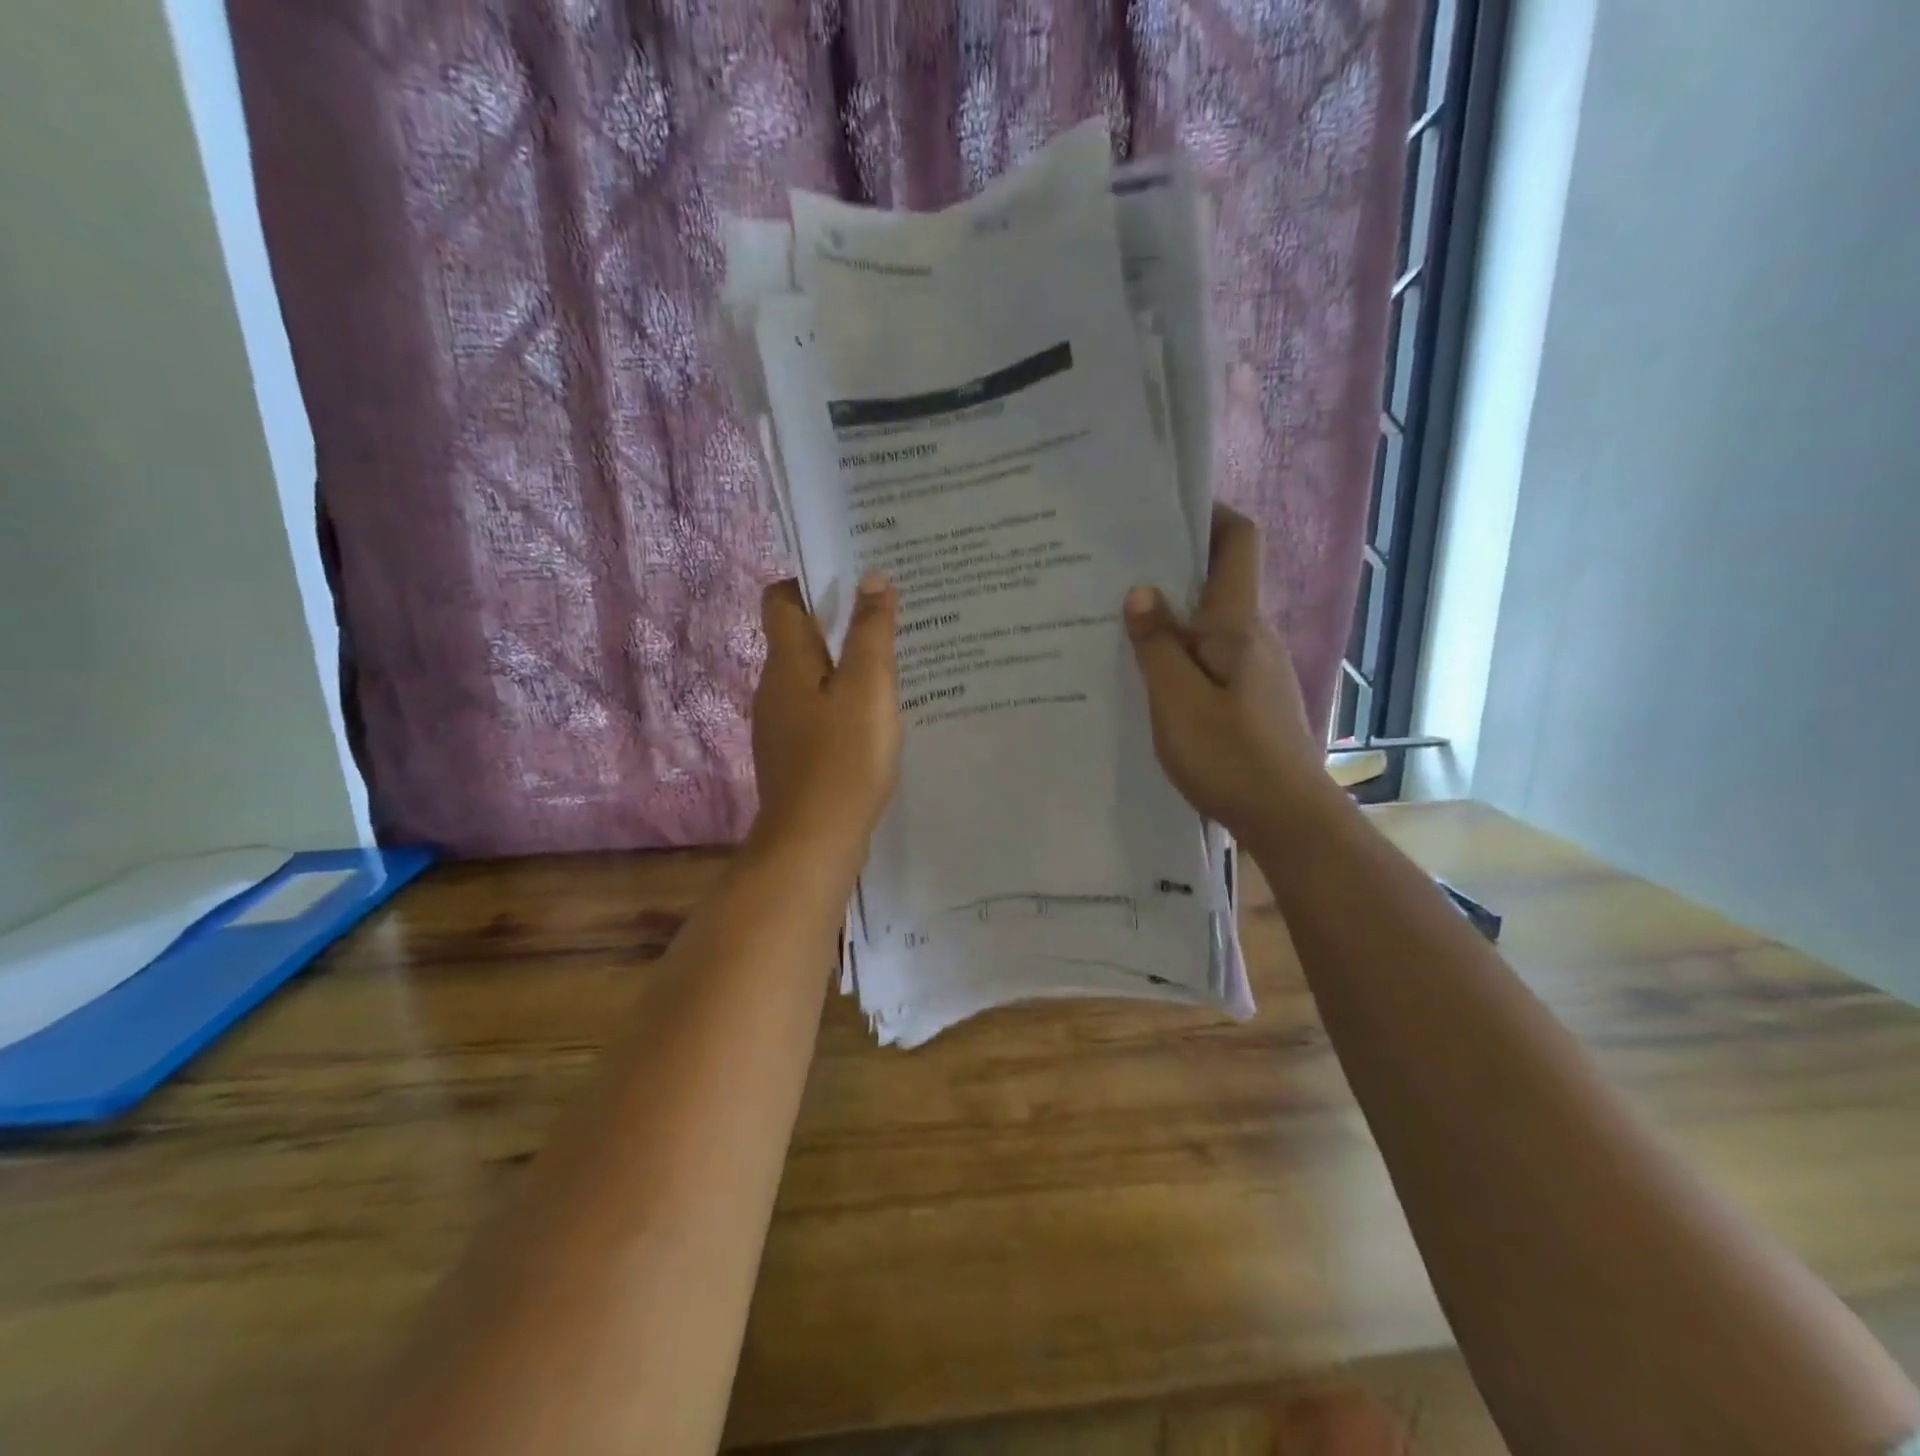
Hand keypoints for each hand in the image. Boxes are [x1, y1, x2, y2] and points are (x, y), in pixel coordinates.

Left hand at [749, 574, 902, 862]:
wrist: (813, 842)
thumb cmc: (843, 758)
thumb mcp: (868, 688)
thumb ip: (871, 632)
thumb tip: (871, 578)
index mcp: (787, 662)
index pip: (782, 599)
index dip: (811, 581)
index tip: (853, 575)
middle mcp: (774, 687)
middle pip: (799, 637)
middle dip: (838, 621)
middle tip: (887, 614)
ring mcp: (781, 724)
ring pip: (812, 677)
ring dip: (844, 664)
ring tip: (891, 661)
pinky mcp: (794, 754)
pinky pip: (818, 710)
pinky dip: (843, 701)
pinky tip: (876, 715)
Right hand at [1124, 506, 1333, 842]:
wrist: (1288, 820)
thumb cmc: (1231, 757)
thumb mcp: (1178, 702)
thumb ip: (1157, 645)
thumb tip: (1141, 591)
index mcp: (1238, 626)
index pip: (1238, 543)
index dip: (1210, 513)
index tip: (1164, 507)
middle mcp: (1252, 638)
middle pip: (1219, 580)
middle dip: (1173, 566)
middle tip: (1115, 568)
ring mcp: (1254, 671)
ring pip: (1210, 625)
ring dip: (1172, 616)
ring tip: (1117, 621)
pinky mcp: (1249, 700)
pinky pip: (1209, 659)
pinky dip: (1179, 654)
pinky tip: (1145, 675)